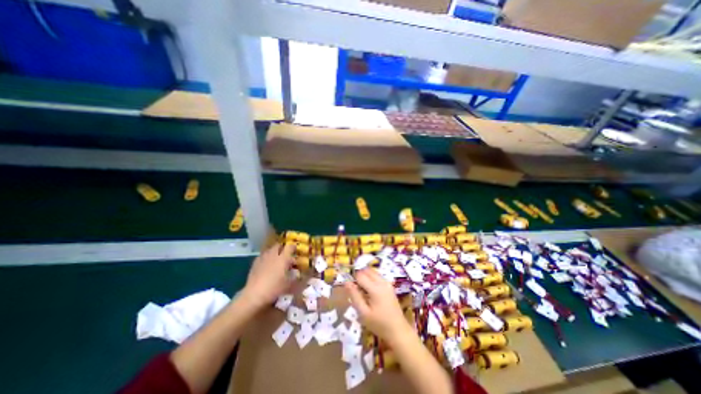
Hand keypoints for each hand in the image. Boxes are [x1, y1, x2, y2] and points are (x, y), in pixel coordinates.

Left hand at [243, 243, 292, 310]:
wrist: (254, 294)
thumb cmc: (274, 288)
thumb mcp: (289, 285)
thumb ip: (295, 277)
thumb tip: (298, 274)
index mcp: (283, 258)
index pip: (290, 246)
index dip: (294, 247)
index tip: (296, 251)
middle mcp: (273, 255)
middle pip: (278, 245)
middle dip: (283, 248)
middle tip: (286, 255)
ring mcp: (263, 258)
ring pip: (270, 250)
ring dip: (274, 252)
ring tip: (276, 260)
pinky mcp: (255, 263)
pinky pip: (262, 256)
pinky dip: (266, 258)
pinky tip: (266, 265)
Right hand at [345, 270, 412, 343]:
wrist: (398, 331)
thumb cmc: (379, 324)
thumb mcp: (363, 313)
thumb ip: (354, 296)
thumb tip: (346, 282)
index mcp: (375, 288)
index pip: (360, 275)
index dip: (354, 280)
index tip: (353, 291)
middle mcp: (382, 282)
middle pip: (367, 271)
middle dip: (360, 277)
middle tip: (358, 291)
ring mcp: (387, 283)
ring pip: (373, 272)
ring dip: (366, 277)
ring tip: (364, 292)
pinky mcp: (390, 286)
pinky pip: (378, 277)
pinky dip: (372, 280)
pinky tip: (371, 293)